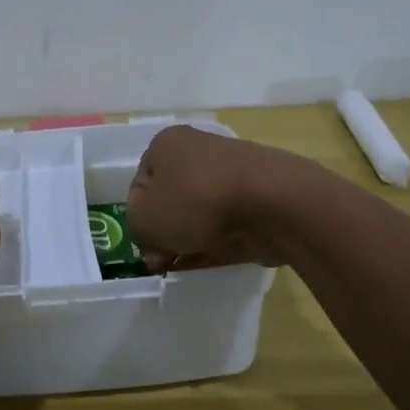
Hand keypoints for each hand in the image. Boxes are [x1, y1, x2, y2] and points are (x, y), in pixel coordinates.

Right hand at [126, 125, 296, 272]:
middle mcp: (197, 151)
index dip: (138, 219)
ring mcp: (230, 175)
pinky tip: (207, 263)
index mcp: (166, 144)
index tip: (146, 246)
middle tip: (163, 261)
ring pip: (198, 213)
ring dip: (188, 239)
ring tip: (184, 265)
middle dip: (164, 232)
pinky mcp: (256, 200)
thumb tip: (153, 241)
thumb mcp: (144, 221)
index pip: (140, 184)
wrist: (272, 204)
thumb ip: (137, 230)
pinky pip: (226, 225)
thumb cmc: (196, 202)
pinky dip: (215, 243)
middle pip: (170, 198)